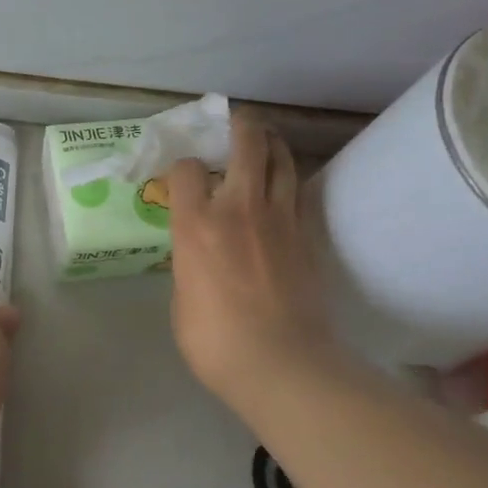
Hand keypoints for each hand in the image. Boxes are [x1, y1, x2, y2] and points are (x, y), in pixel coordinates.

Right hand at [168, 112, 342, 413]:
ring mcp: (279, 218)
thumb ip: (188, 263)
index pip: (185, 169)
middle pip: (245, 143)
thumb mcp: (181, 298)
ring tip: (263, 143)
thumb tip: (198, 255)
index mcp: (195, 225)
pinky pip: (299, 191)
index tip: (180, 177)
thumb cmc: (215, 341)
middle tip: (234, 124)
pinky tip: (283, 186)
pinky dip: (289, 179)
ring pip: (282, 158)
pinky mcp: (307, 235)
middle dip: (239, 126)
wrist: (281, 363)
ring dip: (271, 144)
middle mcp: (237, 208)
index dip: (180, 167)